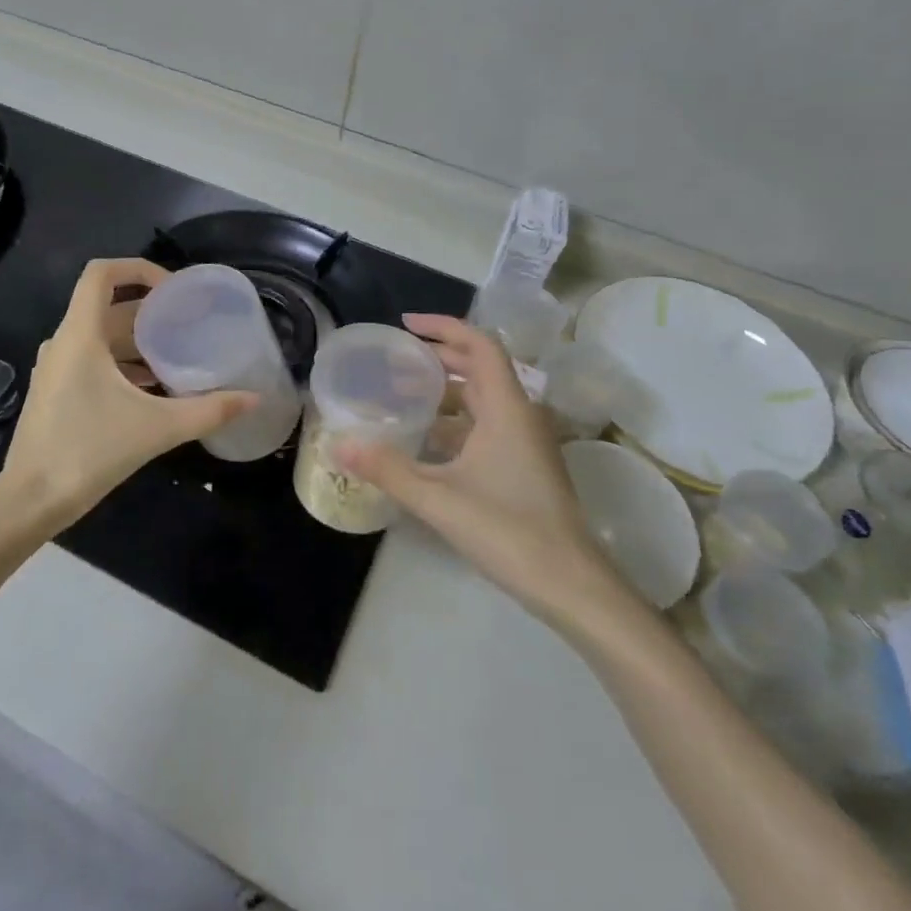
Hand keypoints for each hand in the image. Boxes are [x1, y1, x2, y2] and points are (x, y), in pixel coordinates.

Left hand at [0, 258, 257, 540]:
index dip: (138, 268)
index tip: (174, 290)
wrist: (31, 500)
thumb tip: (253, 399)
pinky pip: (92, 362)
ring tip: (178, 357)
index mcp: (80, 334)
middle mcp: (63, 342)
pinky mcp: (56, 392)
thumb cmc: (89, 451)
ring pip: (101, 338)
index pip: (101, 274)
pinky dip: (122, 365)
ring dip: (138, 342)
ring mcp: (56, 368)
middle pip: (108, 308)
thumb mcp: (156, 428)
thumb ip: (208, 411)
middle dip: (150, 312)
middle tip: (189, 324)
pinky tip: (152, 390)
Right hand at [337, 314, 631, 626]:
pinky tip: (423, 441)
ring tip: (399, 396)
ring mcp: (525, 442)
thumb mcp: (439, 498)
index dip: (443, 327)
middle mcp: (519, 416)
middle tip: (393, 361)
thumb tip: (339, 444)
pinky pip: (484, 426)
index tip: (405, 325)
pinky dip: (453, 422)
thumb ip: (387, 469)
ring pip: (481, 399)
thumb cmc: (508, 530)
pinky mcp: (523, 466)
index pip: (479, 345)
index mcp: (506, 408)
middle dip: (436, 358)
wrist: (571, 585)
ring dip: (443, 392)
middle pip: (479, 368)